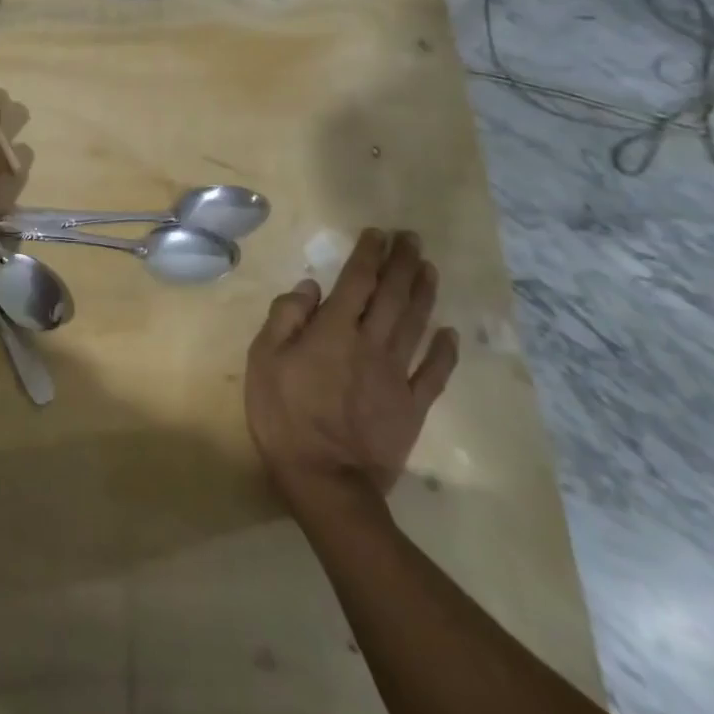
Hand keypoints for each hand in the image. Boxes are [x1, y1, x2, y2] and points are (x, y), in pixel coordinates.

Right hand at [245, 229, 457, 510]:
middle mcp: (371, 344)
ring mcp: (397, 376)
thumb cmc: (283, 414)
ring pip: (417, 325)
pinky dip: (444, 351)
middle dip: (403, 264)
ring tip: (430, 269)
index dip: (369, 255)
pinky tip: (449, 333)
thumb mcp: (264, 359)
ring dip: (424, 294)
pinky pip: (434, 373)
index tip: (378, 234)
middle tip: (412, 239)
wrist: (325, 479)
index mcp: (334, 330)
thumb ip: (286, 318)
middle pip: (393, 296)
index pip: (357, 281)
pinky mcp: (412, 407)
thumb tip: (310, 287)